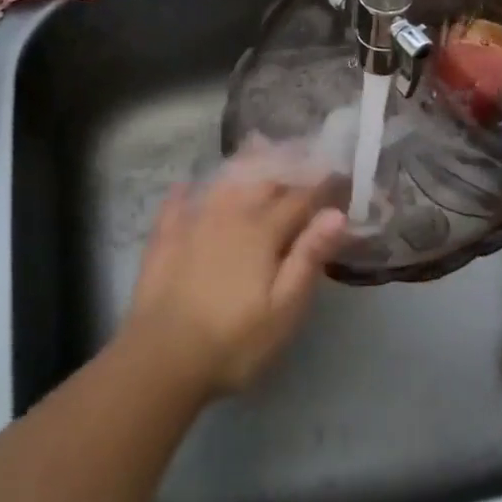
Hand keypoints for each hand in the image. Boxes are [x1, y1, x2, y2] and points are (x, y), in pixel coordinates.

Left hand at [123, 143, 348, 395]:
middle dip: (285, 162)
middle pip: (261, 179)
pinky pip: (175, 204)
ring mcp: (193, 222)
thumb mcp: (284, 309)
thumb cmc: (234, 341)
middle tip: (301, 148)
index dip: (321, 184)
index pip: (298, 198)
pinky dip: (184, 191)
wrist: (162, 357)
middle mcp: (229, 215)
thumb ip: (309, 257)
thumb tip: (337, 214)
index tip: (338, 170)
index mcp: (262, 231)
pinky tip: (186, 183)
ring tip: (256, 144)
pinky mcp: (165, 239)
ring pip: (222, 182)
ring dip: (242, 163)